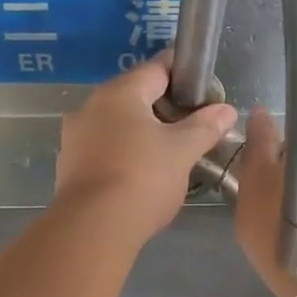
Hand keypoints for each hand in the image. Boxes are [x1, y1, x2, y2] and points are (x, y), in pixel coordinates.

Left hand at [53, 54, 237, 245]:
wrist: (93, 228)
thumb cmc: (142, 178)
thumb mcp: (183, 151)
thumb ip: (205, 126)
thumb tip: (227, 110)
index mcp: (120, 92)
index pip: (157, 68)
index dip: (184, 74)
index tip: (205, 90)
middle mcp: (91, 106)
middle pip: (136, 96)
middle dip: (166, 107)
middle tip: (194, 126)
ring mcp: (76, 137)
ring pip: (118, 124)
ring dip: (143, 132)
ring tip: (171, 152)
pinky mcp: (69, 166)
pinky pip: (105, 148)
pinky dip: (125, 153)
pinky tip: (142, 173)